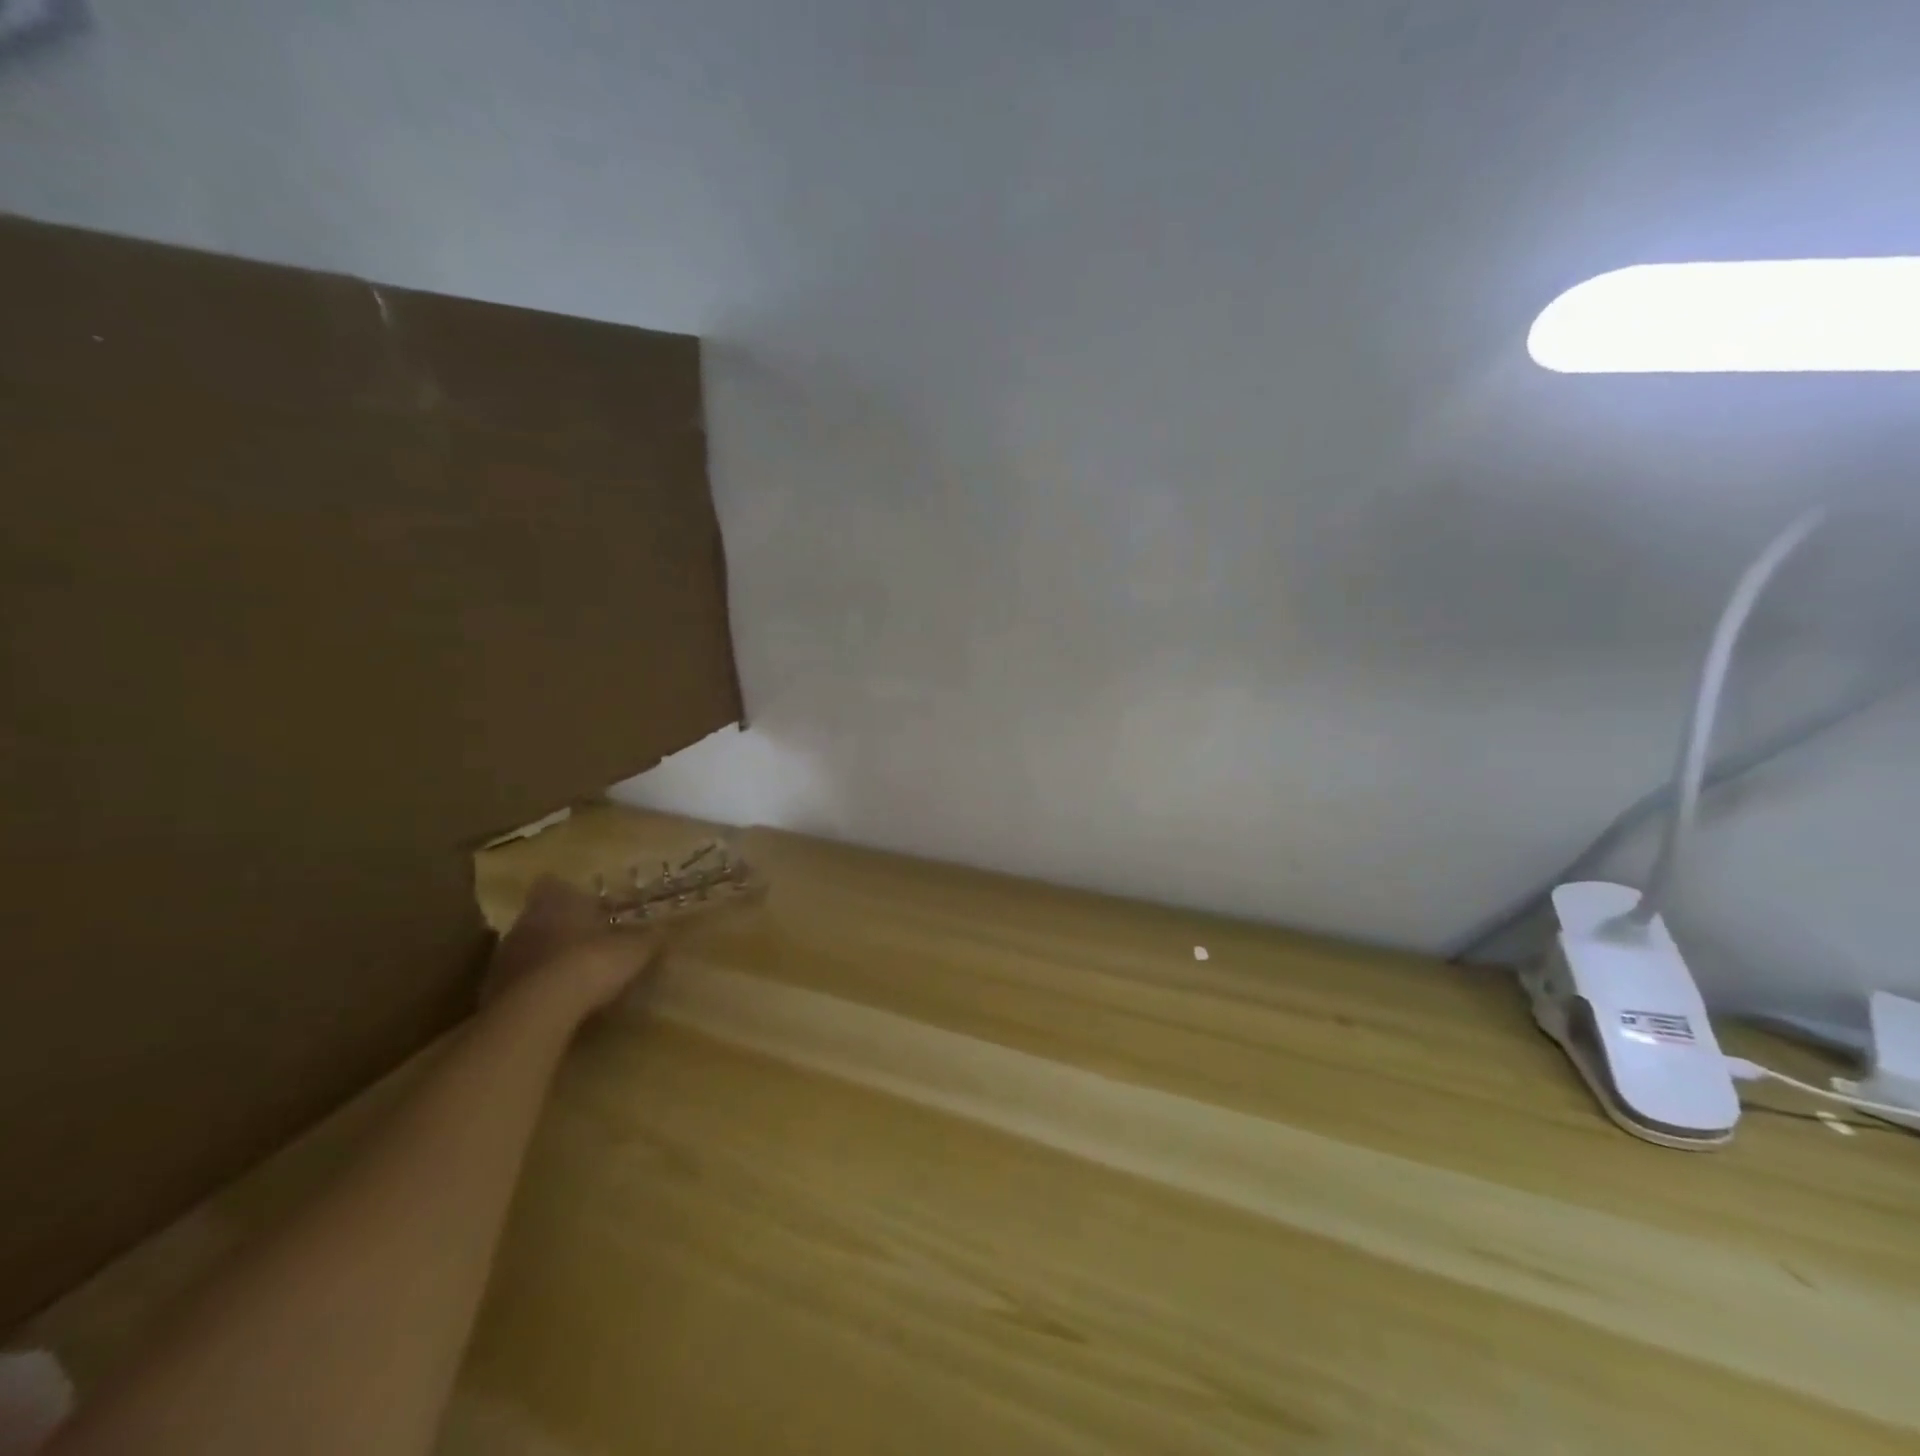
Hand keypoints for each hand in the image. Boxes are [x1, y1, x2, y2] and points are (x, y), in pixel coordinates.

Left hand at [482, 876, 670, 1025]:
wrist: (537, 1012)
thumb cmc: (591, 963)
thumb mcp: (635, 950)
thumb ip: (649, 939)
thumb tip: (667, 931)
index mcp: (556, 900)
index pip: (555, 884)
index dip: (571, 894)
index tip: (590, 907)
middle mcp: (525, 921)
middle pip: (540, 917)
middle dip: (561, 928)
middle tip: (587, 942)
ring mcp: (503, 957)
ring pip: (527, 949)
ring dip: (545, 959)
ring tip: (572, 976)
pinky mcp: (491, 992)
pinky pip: (517, 983)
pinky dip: (533, 989)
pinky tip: (554, 1003)